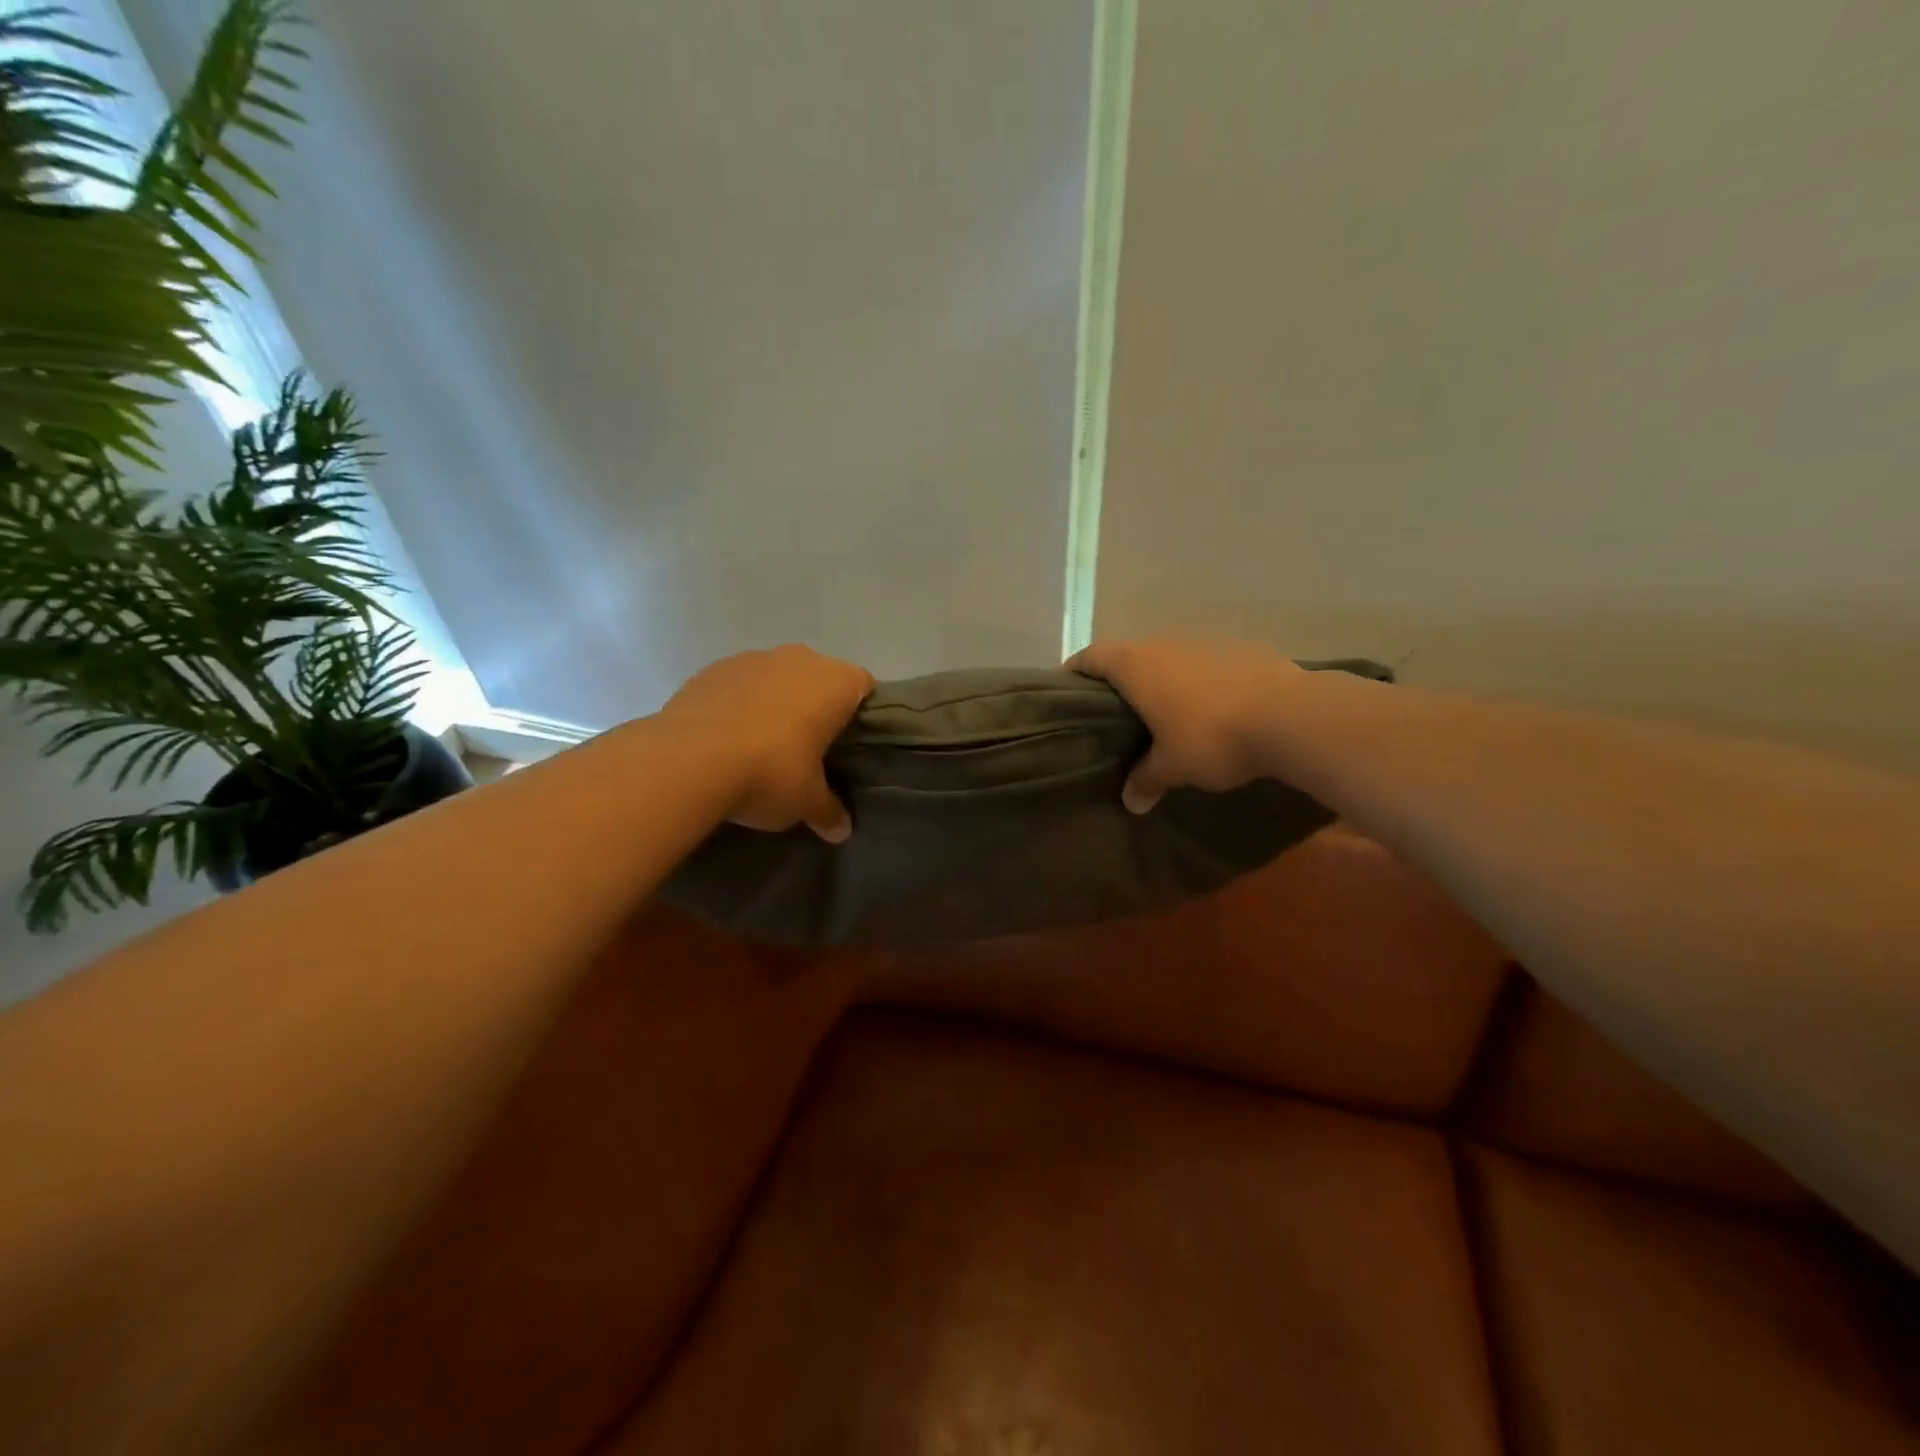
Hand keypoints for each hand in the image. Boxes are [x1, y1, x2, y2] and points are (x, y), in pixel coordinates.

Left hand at [658, 645, 874, 841]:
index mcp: (835, 682)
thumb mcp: (807, 802)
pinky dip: (738, 704)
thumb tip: (842, 831)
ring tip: (762, 745)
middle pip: (818, 678)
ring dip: (775, 703)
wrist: (687, 761)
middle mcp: (799, 659)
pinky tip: (726, 738)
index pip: (863, 686)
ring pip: (776, 678)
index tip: (849, 743)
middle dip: (815, 707)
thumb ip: (829, 811)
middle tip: (809, 749)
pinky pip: (738, 685)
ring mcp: (752, 658)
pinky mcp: (712, 669)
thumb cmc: (770, 773)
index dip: (860, 713)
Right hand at [1067, 638, 1307, 812]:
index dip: (1074, 672)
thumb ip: (1146, 779)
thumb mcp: (1172, 767)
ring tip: (1161, 714)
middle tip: (1113, 714)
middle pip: (1127, 655)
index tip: (1067, 693)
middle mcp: (1163, 644)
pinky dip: (1197, 682)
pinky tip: (1209, 709)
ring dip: (1160, 680)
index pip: (1090, 658)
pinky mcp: (1239, 649)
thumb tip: (1130, 802)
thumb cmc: (1211, 737)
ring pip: (1168, 658)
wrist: (1291, 716)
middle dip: (1118, 681)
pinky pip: (1204, 665)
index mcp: (1135, 665)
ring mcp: (1204, 643)